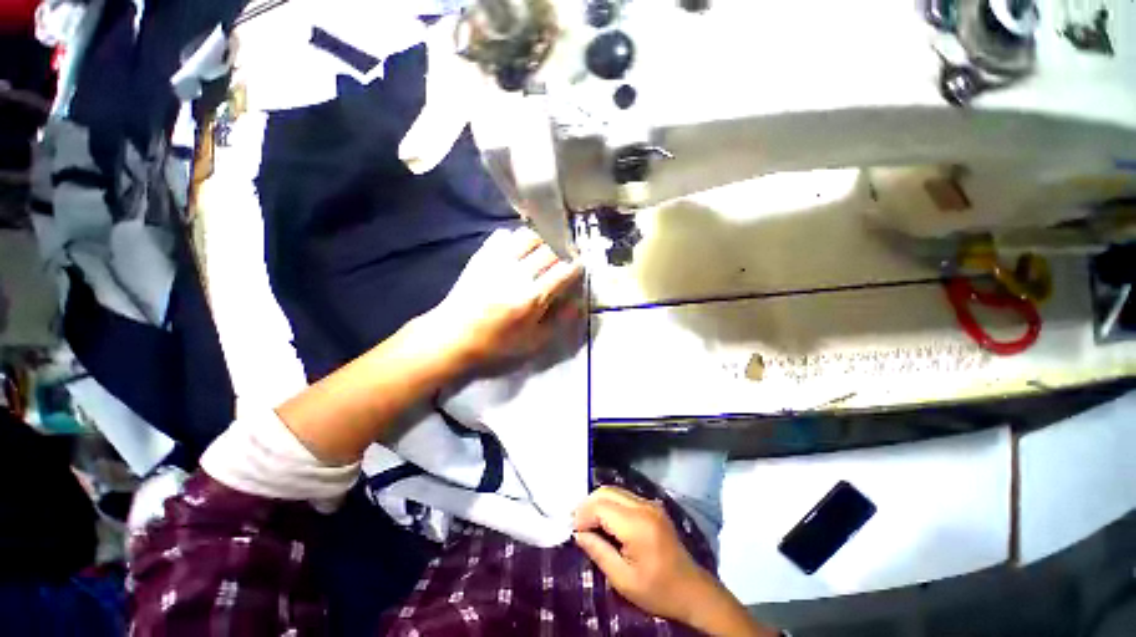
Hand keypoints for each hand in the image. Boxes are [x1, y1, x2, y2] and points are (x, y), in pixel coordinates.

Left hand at [429, 226, 582, 368]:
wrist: (452, 337)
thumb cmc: (496, 345)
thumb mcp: (533, 343)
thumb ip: (559, 321)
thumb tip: (577, 303)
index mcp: (532, 298)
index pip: (564, 271)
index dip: (576, 266)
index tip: (579, 266)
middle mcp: (518, 274)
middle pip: (549, 249)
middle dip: (562, 252)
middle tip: (563, 259)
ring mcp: (497, 262)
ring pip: (528, 236)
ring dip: (541, 241)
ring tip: (541, 252)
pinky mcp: (482, 257)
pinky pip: (503, 236)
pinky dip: (515, 239)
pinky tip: (517, 251)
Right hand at [573, 486, 715, 624]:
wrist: (692, 591)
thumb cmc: (658, 590)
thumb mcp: (623, 580)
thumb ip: (598, 552)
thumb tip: (578, 534)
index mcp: (637, 525)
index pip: (601, 506)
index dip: (583, 515)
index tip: (573, 530)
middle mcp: (644, 506)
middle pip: (607, 492)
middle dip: (588, 504)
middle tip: (576, 523)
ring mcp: (650, 504)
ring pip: (615, 491)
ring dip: (598, 502)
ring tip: (587, 521)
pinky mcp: (653, 506)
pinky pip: (625, 496)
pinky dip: (610, 503)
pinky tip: (604, 519)